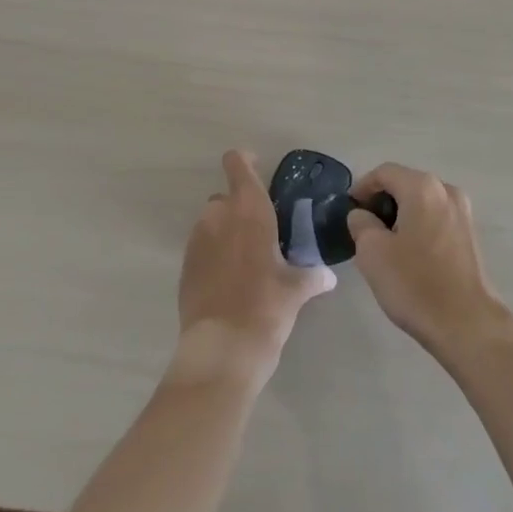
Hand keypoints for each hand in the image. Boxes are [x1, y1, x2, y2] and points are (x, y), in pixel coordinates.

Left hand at [175, 150, 334, 385]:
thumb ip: (313, 275)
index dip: (245, 162)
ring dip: (225, 232)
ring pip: (211, 223)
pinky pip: (201, 249)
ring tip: (245, 259)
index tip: (258, 168)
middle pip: (225, 197)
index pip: (238, 165)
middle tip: (261, 231)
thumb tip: (327, 276)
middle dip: (239, 208)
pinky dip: (213, 256)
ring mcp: (197, 241)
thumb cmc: (266, 306)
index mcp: (249, 209)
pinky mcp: (184, 267)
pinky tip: (229, 281)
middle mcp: (219, 216)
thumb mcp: (297, 290)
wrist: (222, 349)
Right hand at [346, 164, 512, 365]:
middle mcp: (446, 190)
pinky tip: (410, 255)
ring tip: (385, 244)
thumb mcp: (372, 252)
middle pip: (405, 184)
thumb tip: (362, 215)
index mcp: (422, 187)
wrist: (467, 324)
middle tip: (364, 229)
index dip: (362, 187)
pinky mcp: (471, 235)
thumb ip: (361, 224)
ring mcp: (463, 212)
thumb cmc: (415, 284)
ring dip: (401, 215)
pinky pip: (437, 218)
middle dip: (382, 202)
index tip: (349, 211)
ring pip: (422, 202)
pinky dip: (419, 226)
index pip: (384, 172)